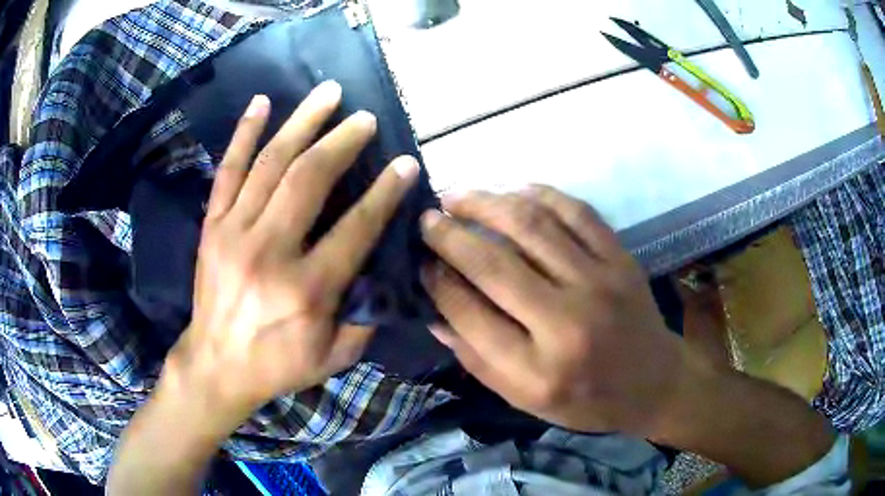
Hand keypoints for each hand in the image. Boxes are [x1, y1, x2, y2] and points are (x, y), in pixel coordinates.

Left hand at [163, 82, 419, 428]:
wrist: (215, 365)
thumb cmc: (278, 364)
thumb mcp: (334, 357)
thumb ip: (366, 316)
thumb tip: (387, 269)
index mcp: (306, 289)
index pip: (355, 227)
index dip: (385, 191)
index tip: (405, 162)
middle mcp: (269, 251)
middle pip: (309, 179)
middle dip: (343, 141)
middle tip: (366, 118)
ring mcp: (233, 232)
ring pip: (271, 163)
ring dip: (302, 122)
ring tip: (328, 93)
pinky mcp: (212, 225)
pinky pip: (228, 170)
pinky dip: (244, 133)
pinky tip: (262, 102)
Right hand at [420, 186, 685, 434]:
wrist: (653, 382)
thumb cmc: (585, 400)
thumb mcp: (524, 398)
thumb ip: (475, 357)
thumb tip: (432, 309)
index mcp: (537, 370)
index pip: (469, 312)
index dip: (436, 280)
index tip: (418, 259)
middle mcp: (567, 322)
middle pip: (494, 262)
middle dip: (449, 234)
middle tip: (426, 218)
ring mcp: (600, 282)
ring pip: (531, 224)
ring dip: (486, 202)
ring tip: (457, 196)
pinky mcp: (621, 258)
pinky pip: (575, 211)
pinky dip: (539, 194)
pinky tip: (513, 191)